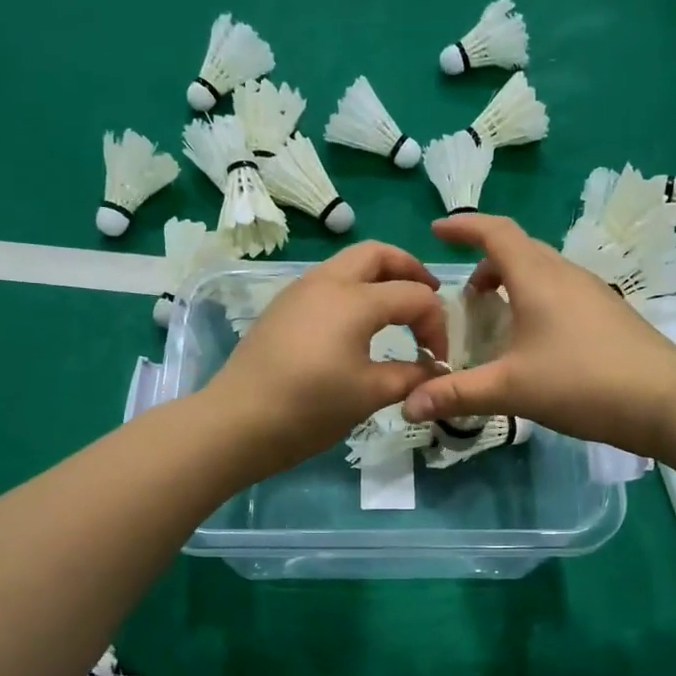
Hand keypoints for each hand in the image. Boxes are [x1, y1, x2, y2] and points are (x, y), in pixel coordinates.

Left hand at [203, 241, 450, 473]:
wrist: (237, 421)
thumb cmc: (309, 407)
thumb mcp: (369, 394)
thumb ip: (410, 376)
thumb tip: (435, 371)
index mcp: (355, 300)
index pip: (414, 296)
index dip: (436, 325)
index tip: (438, 360)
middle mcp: (327, 282)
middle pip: (377, 254)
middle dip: (409, 269)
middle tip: (428, 298)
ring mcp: (299, 291)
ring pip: (347, 264)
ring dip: (378, 277)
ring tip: (395, 310)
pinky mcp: (282, 307)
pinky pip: (326, 283)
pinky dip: (352, 290)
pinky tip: (355, 325)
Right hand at [399, 214, 675, 455]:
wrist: (665, 400)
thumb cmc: (582, 382)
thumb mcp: (511, 389)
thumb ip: (457, 394)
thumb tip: (407, 405)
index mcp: (538, 277)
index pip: (495, 232)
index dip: (463, 227)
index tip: (436, 232)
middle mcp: (565, 274)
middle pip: (519, 250)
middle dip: (485, 263)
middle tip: (463, 298)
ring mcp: (592, 292)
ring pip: (542, 272)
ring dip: (512, 284)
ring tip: (495, 320)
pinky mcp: (609, 314)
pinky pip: (561, 293)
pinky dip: (535, 302)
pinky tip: (534, 342)